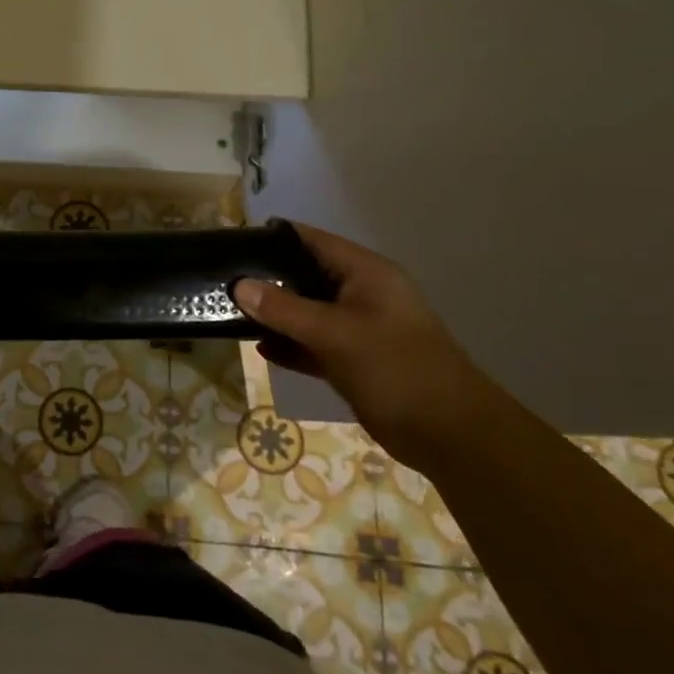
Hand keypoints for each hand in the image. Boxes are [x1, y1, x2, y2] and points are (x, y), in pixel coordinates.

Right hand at [233, 223, 503, 471]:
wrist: (450, 435)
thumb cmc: (396, 368)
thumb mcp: (335, 334)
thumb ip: (284, 310)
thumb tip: (239, 285)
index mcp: (365, 273)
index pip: (311, 240)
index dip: (273, 238)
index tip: (232, 243)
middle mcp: (361, 293)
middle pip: (305, 275)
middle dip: (267, 279)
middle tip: (224, 282)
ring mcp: (358, 327)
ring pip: (306, 312)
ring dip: (275, 315)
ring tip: (231, 313)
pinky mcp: (354, 359)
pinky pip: (313, 343)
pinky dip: (290, 344)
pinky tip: (261, 348)